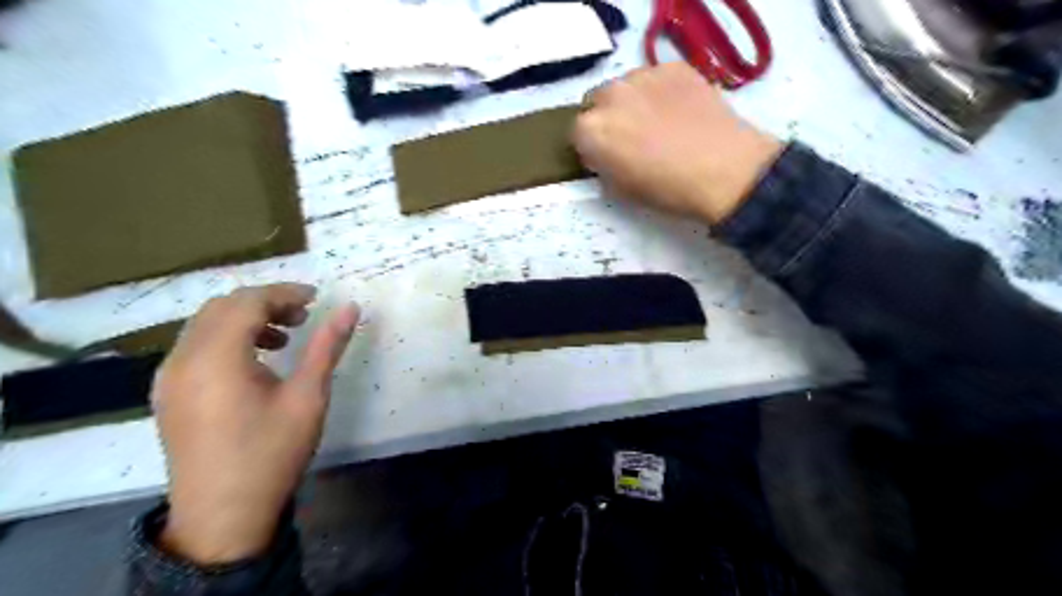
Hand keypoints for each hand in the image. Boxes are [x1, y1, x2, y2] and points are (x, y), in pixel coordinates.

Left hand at [155, 281, 361, 563]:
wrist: (223, 515)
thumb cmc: (272, 452)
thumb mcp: (308, 396)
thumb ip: (327, 346)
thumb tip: (350, 307)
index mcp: (216, 358)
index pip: (248, 302)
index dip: (284, 293)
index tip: (317, 298)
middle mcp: (182, 359)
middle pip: (222, 307)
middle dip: (265, 302)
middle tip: (303, 316)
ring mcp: (168, 378)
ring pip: (205, 325)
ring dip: (245, 318)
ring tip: (283, 338)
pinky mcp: (168, 394)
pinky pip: (195, 347)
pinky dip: (227, 338)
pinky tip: (255, 361)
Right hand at [574, 60, 777, 225]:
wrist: (725, 171)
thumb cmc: (667, 189)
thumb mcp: (621, 190)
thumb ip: (603, 166)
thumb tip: (604, 156)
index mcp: (591, 130)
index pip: (577, 132)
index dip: (592, 146)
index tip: (607, 157)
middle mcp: (610, 95)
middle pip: (598, 102)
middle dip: (609, 119)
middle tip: (633, 138)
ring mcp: (643, 76)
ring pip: (627, 86)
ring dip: (633, 102)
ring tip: (660, 123)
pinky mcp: (674, 67)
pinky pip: (657, 78)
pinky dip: (661, 92)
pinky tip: (681, 111)